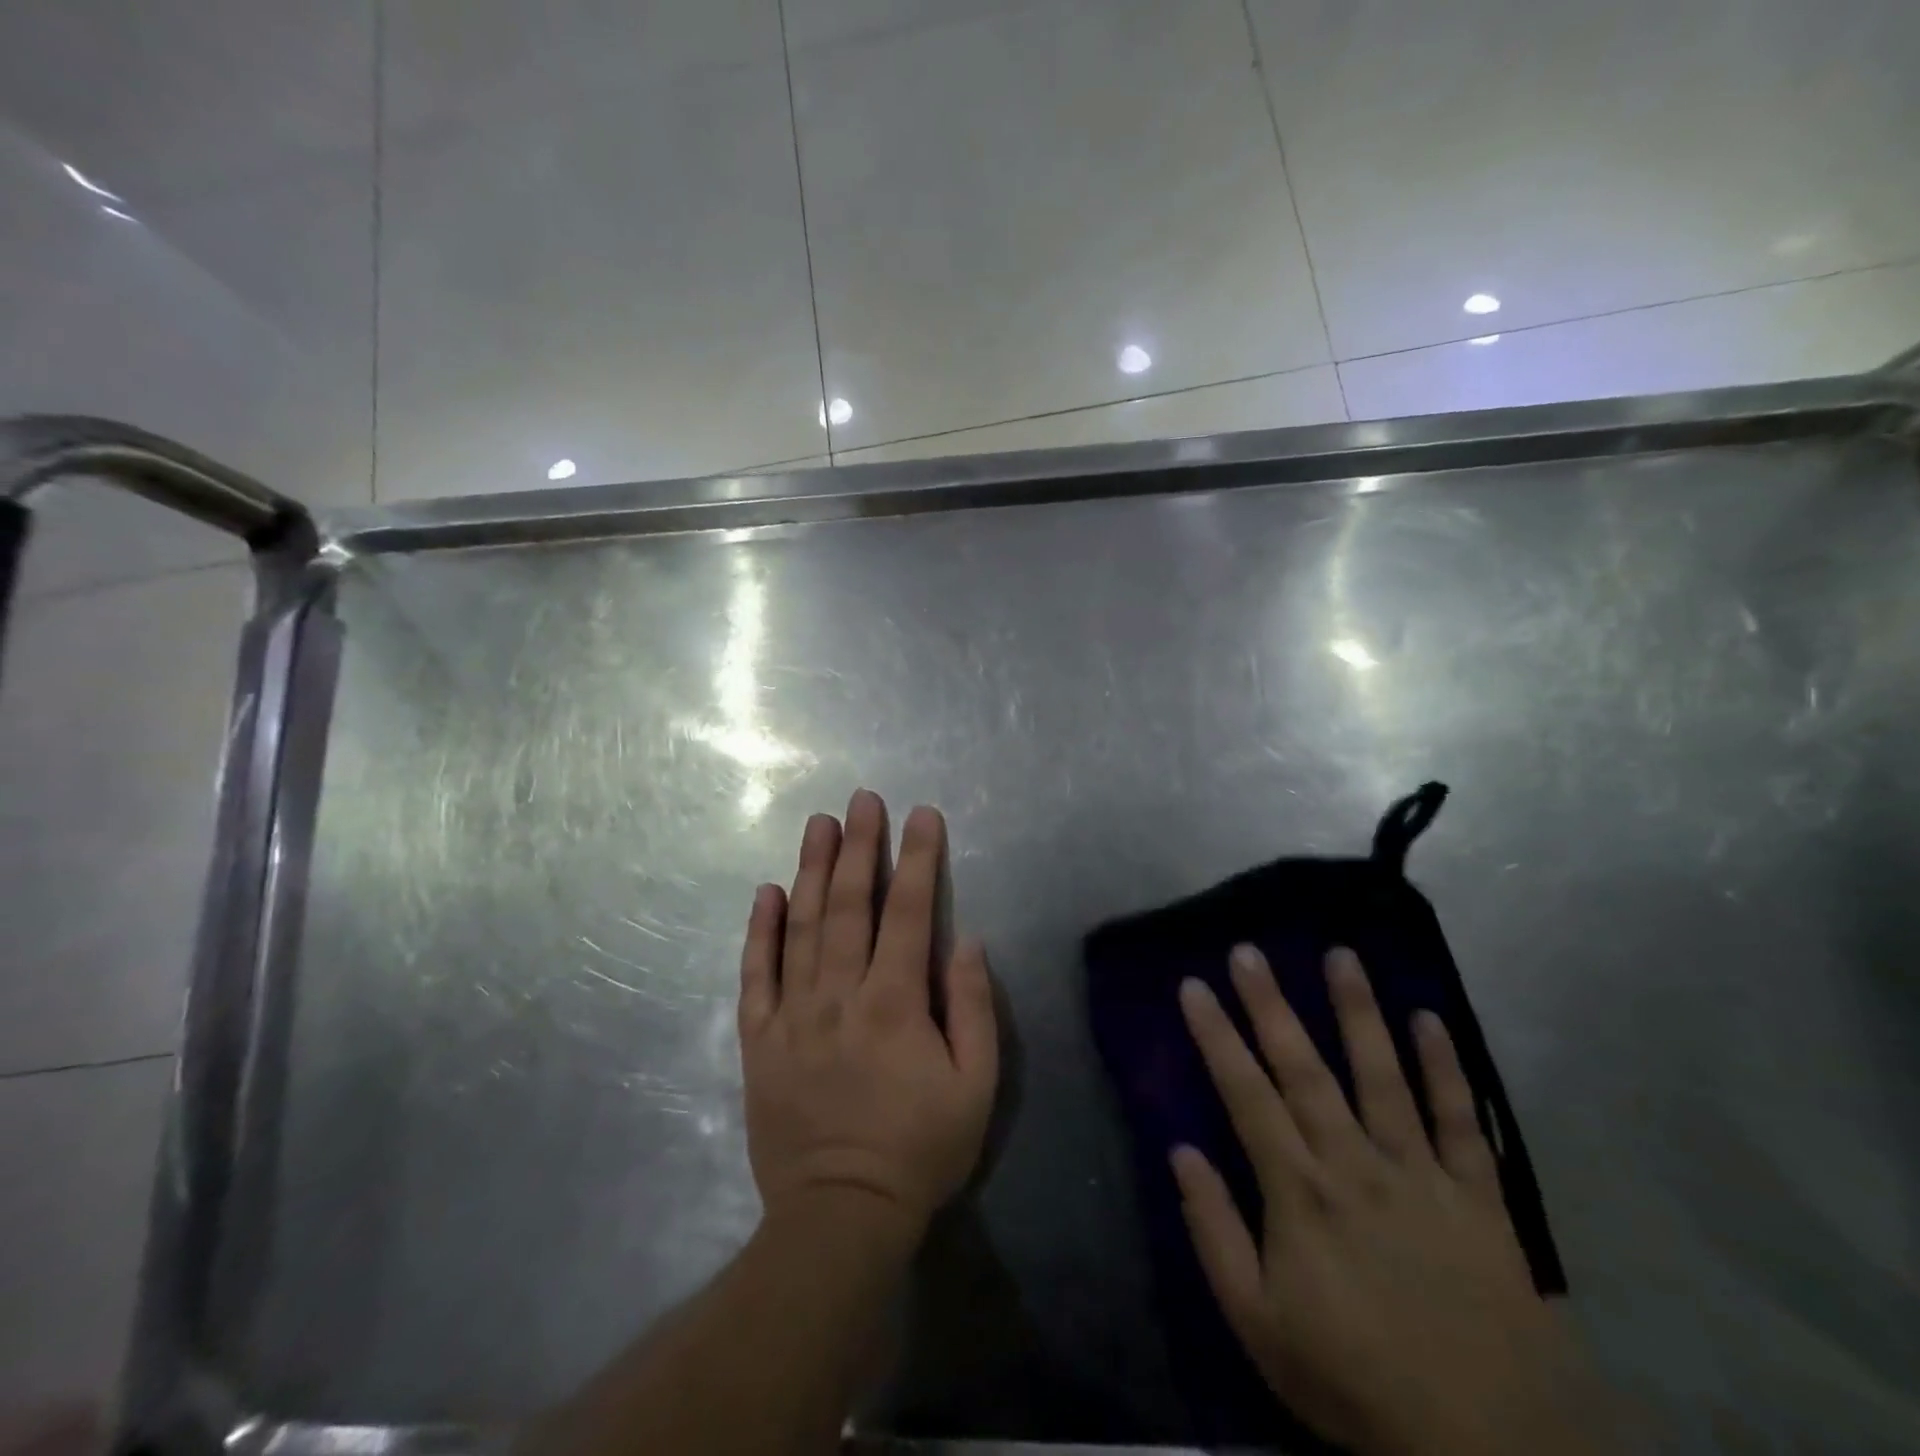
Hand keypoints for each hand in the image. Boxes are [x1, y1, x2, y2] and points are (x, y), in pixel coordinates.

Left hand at [739, 790, 997, 1243]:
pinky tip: (766, 892)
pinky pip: (756, 975)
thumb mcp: (975, 1087)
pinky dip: (760, 931)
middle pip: (850, 905)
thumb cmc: (919, 1150)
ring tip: (818, 824)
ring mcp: (793, 1015)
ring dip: (811, 869)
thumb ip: (973, 1008)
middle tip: (861, 799)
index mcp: (895, 1002)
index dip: (918, 859)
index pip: (911, 912)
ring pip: (801, 926)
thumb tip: (966, 941)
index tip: (922, 815)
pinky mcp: (760, 1040)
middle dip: (859, 846)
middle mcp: (840, 994)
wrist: (839, 1217)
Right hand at [1176, 946, 1613, 1455]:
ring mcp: (1421, 1174)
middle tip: (1249, 950)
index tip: (1194, 986)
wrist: (1489, 1450)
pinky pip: (1461, 1121)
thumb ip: (1216, 1232)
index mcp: (1299, 1191)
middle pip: (1305, 1069)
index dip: (1216, 1036)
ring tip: (1340, 956)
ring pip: (1383, 1076)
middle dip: (1272, 1005)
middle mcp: (1355, 1163)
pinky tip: (1430, 1019)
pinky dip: (1447, 1068)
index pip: (1245, 1094)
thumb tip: (1183, 1152)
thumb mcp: (1259, 1325)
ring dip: (1359, 1012)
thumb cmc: (1355, 1381)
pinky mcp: (1478, 1197)